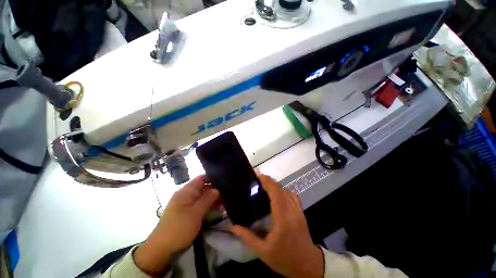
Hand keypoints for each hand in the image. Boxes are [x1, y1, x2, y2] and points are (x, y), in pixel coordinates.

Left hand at [134, 175, 218, 275]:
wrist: (161, 249)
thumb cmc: (179, 228)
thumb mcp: (196, 212)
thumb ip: (208, 199)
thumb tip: (217, 189)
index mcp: (186, 191)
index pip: (202, 178)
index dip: (213, 178)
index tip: (224, 181)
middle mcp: (186, 194)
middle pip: (203, 187)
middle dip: (215, 190)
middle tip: (227, 195)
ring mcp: (186, 204)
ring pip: (203, 197)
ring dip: (213, 199)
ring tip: (224, 204)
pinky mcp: (187, 212)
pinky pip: (200, 205)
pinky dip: (208, 206)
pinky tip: (217, 209)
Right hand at [231, 174, 323, 277]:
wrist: (308, 265)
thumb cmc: (285, 259)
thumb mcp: (263, 252)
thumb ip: (247, 237)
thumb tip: (233, 226)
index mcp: (282, 218)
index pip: (275, 192)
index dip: (266, 181)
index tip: (257, 175)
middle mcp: (292, 210)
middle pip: (280, 188)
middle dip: (268, 181)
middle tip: (257, 180)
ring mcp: (298, 210)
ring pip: (286, 190)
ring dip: (275, 185)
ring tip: (264, 186)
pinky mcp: (301, 211)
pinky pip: (292, 195)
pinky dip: (283, 190)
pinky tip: (276, 194)